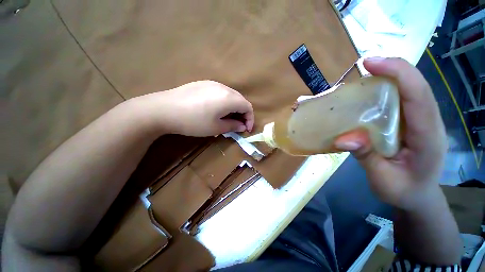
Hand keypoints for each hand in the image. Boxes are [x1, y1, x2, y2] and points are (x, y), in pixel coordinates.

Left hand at [130, 80, 253, 136]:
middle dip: (243, 113)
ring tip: (228, 118)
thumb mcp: (216, 128)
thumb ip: (233, 126)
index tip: (246, 129)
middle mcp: (223, 87)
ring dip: (234, 107)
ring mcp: (212, 83)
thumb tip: (242, 126)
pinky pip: (221, 92)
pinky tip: (216, 109)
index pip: (248, 107)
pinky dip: (225, 102)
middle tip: (238, 125)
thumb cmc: (193, 122)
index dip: (250, 119)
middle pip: (241, 100)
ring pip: (231, 95)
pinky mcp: (203, 83)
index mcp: (229, 98)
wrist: (163, 109)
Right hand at [334, 57, 446, 210]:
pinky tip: (368, 92)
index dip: (399, 73)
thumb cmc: (403, 191)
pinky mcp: (410, 122)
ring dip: (389, 77)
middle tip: (365, 64)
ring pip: (410, 90)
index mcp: (428, 136)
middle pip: (416, 86)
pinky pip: (400, 100)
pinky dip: (385, 90)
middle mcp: (428, 122)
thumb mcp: (383, 179)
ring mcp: (420, 121)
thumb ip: (367, 157)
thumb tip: (343, 137)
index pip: (419, 96)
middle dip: (393, 69)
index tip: (371, 63)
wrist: (417, 196)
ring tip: (365, 74)